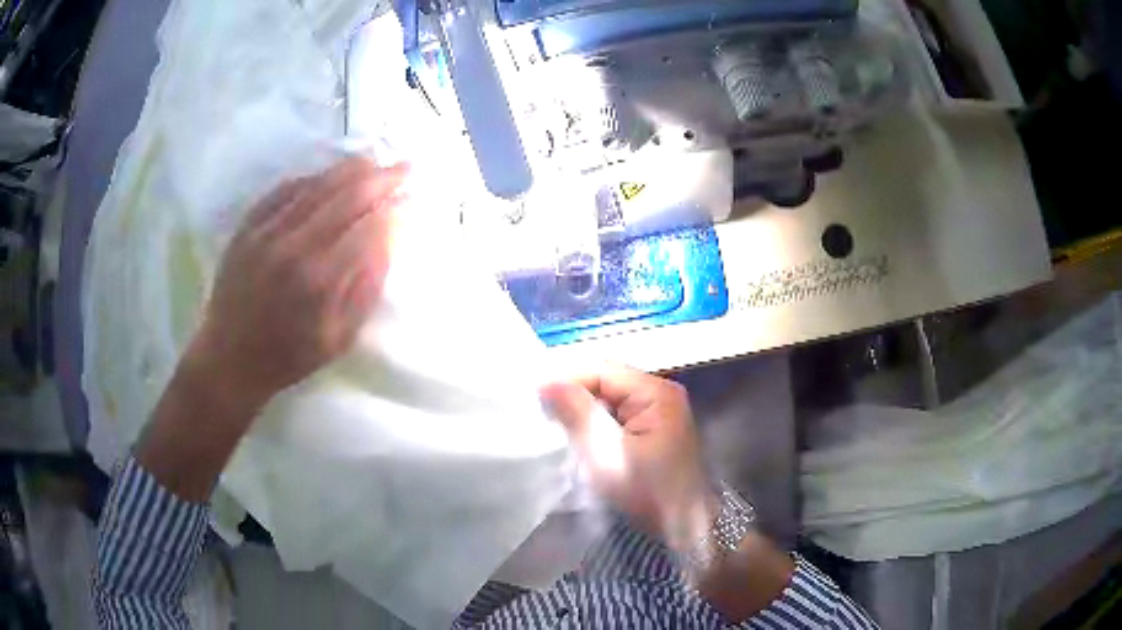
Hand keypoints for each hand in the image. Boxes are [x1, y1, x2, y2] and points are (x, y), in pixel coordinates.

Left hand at [191, 157, 407, 405]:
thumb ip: (366, 288)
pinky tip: (325, 174)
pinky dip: (309, 178)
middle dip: (381, 178)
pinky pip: (282, 191)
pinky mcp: (247, 228)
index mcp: (320, 279)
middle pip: (346, 196)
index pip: (368, 227)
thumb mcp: (339, 338)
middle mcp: (294, 246)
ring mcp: (266, 232)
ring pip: (315, 185)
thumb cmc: (288, 357)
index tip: (412, 198)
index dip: (395, 208)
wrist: (229, 360)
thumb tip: (387, 240)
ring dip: (349, 169)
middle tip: (404, 166)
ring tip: (373, 159)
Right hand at [541, 366, 717, 550]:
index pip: (602, 370)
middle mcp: (660, 395)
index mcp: (656, 393)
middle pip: (605, 383)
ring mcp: (658, 413)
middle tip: (540, 414)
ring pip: (607, 401)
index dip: (566, 380)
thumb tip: (548, 381)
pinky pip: (615, 418)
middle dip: (572, 396)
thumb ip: (579, 414)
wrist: (686, 531)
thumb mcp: (608, 455)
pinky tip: (576, 438)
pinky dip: (594, 426)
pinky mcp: (652, 432)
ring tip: (553, 426)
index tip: (534, 398)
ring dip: (581, 412)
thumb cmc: (648, 492)